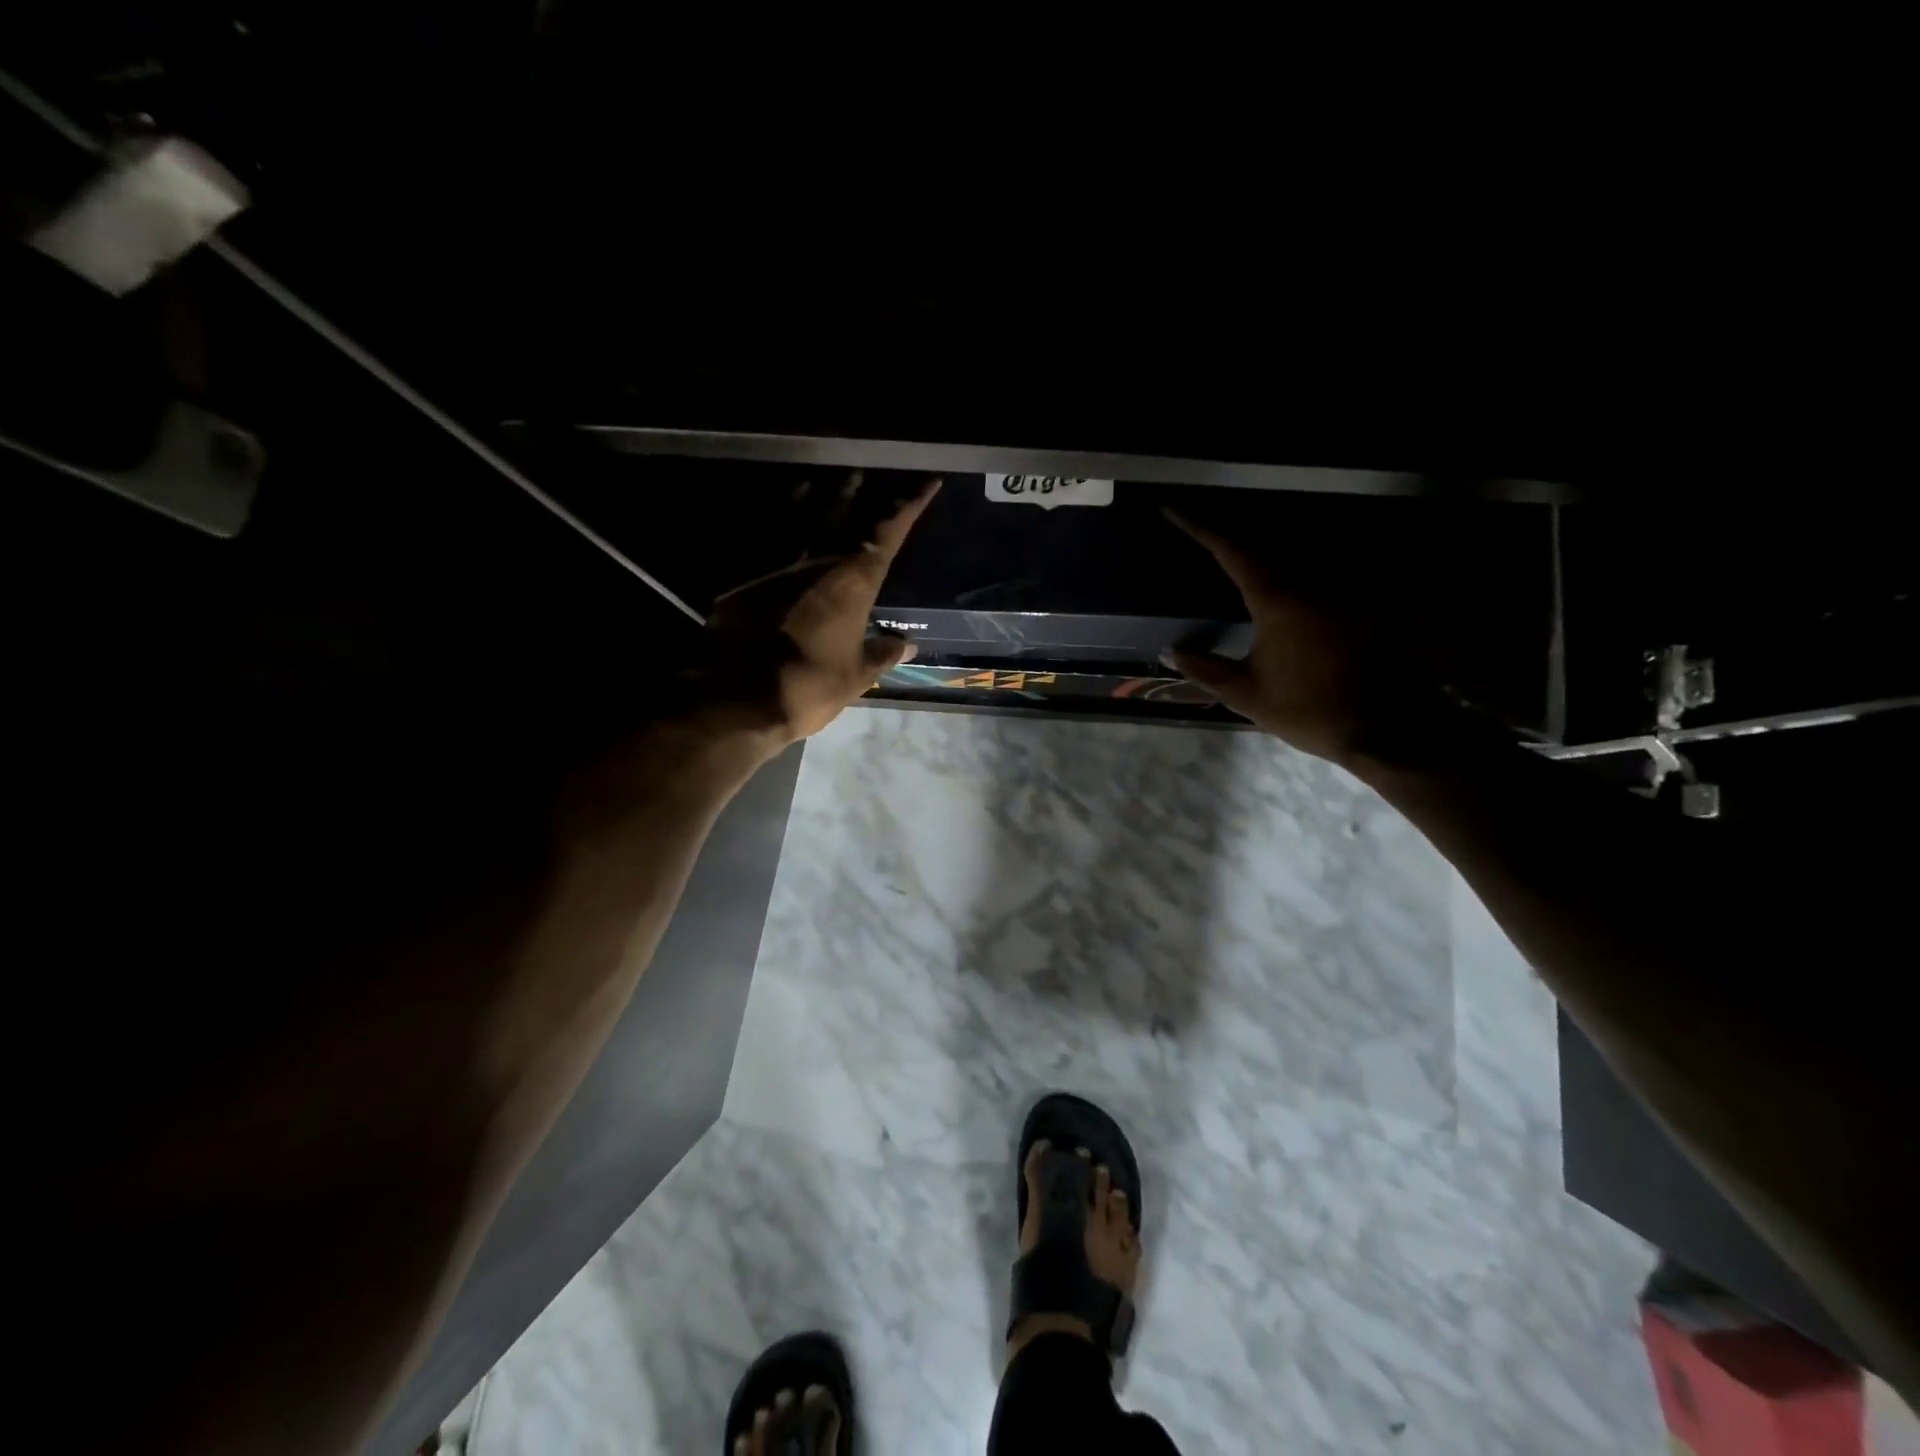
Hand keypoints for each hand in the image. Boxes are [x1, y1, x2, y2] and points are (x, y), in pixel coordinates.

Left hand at [683, 473, 940, 756]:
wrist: (742, 697)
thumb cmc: (811, 685)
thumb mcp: (856, 676)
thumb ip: (883, 654)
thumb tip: (910, 645)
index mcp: (854, 582)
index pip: (889, 533)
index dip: (911, 506)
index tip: (929, 482)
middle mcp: (819, 560)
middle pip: (845, 513)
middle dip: (862, 492)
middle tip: (868, 474)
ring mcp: (779, 563)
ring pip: (805, 515)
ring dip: (822, 496)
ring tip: (832, 480)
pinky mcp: (746, 574)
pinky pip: (769, 535)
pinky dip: (782, 518)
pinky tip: (784, 510)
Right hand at [1162, 510, 1448, 766]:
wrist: (1385, 729)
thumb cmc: (1309, 711)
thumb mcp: (1247, 695)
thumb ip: (1205, 669)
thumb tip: (1170, 651)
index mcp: (1278, 598)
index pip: (1231, 550)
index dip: (1199, 527)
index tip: (1172, 509)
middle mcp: (1312, 581)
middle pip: (1264, 543)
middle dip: (1229, 535)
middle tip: (1200, 531)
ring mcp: (1342, 589)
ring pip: (1294, 555)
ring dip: (1262, 551)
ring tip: (1234, 553)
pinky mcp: (1362, 603)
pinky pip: (1319, 574)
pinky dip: (1293, 571)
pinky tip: (1283, 583)